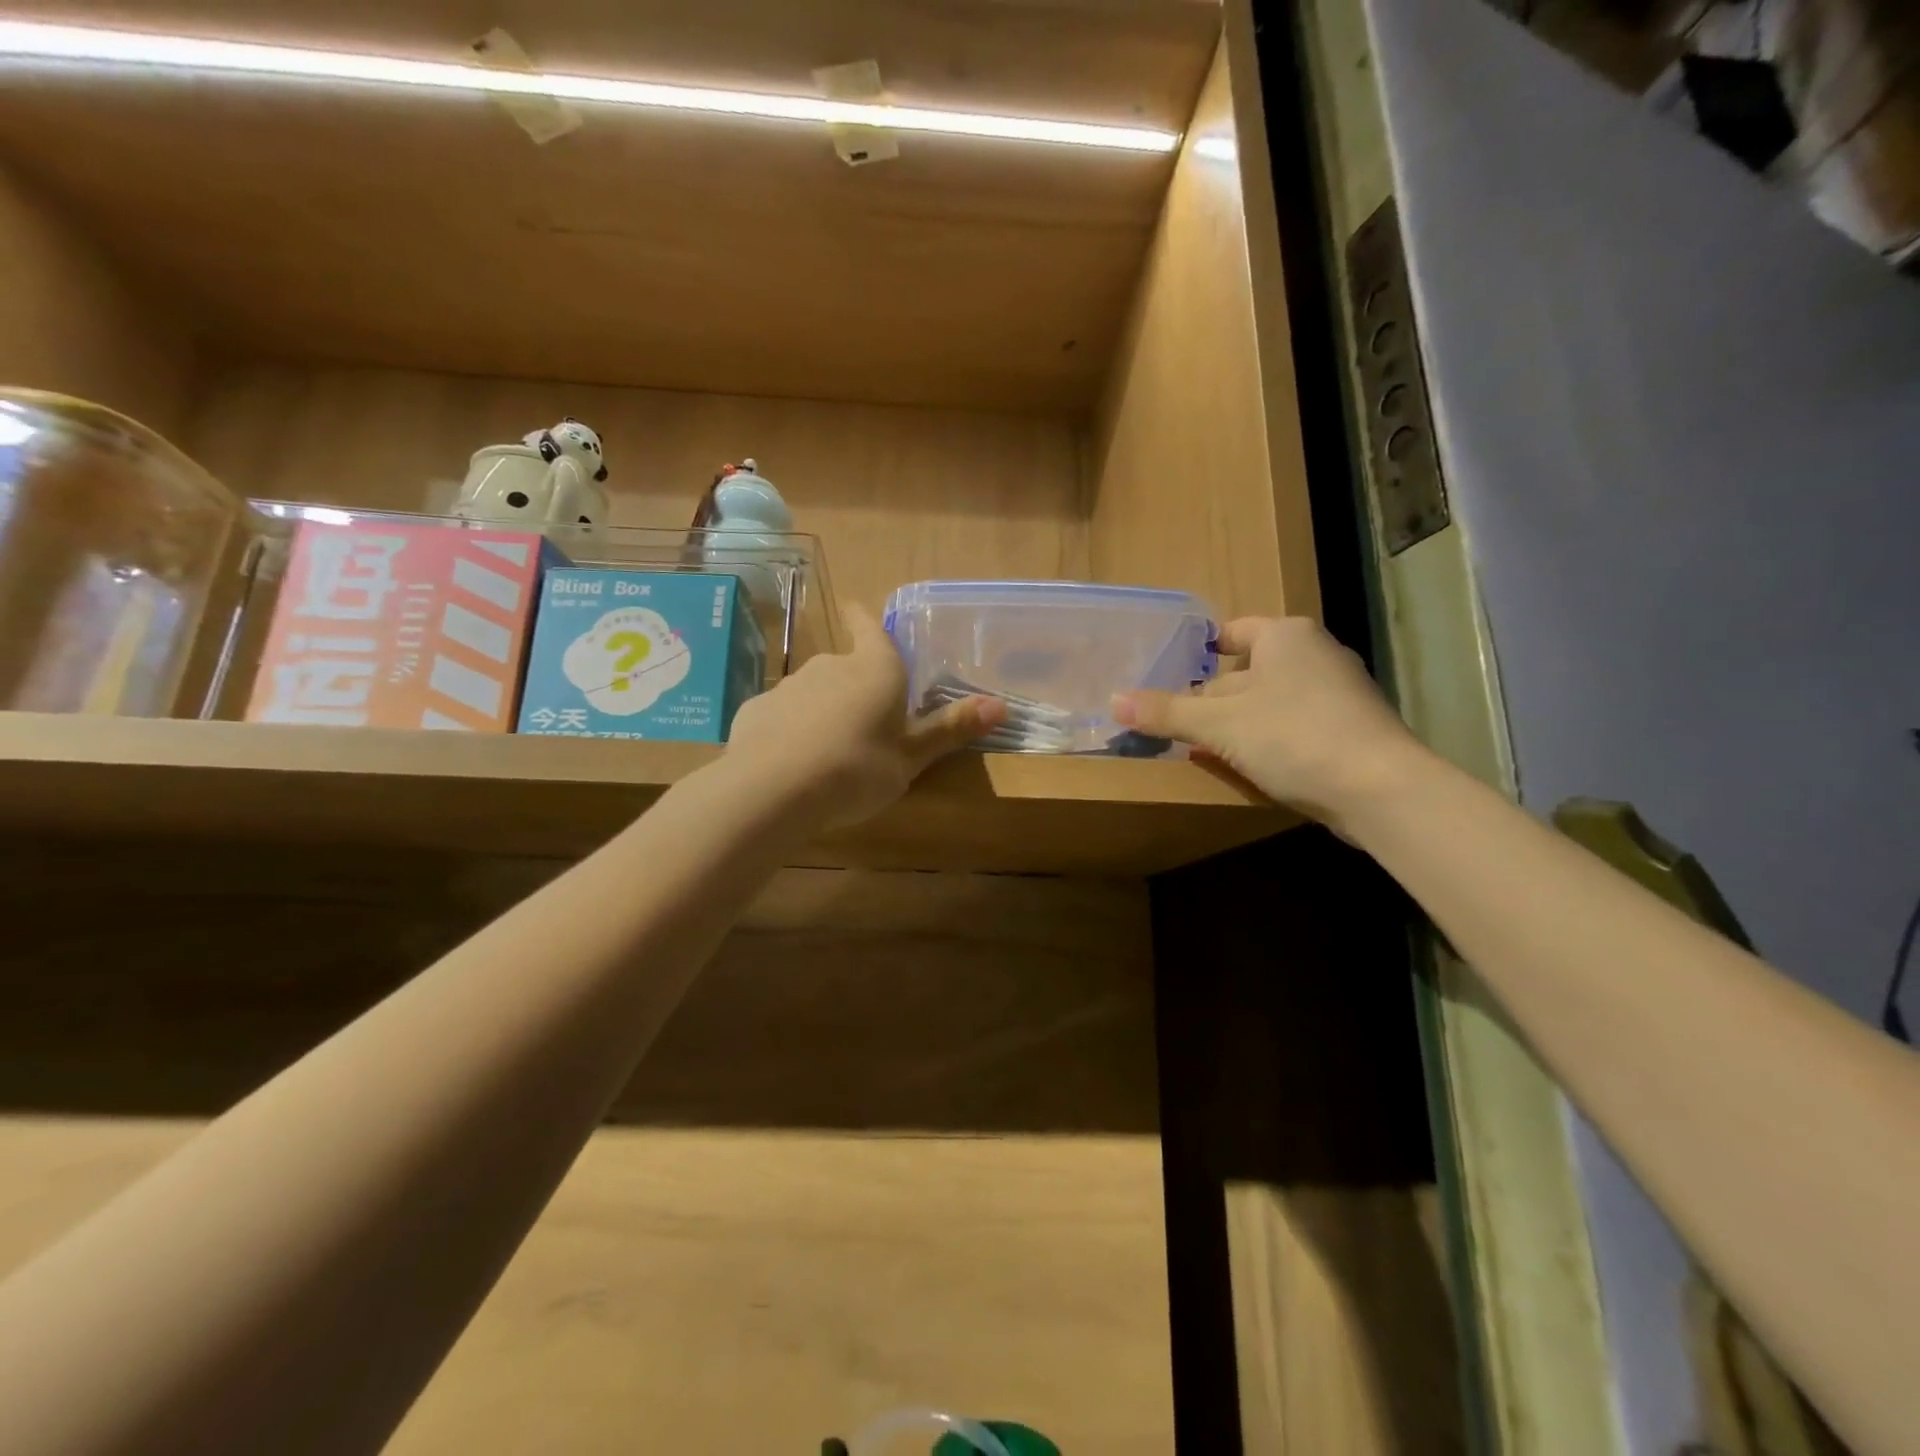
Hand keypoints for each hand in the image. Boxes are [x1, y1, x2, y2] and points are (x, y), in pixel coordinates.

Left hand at [727, 607, 1005, 828]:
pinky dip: (792, 730)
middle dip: (855, 683)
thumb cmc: (857, 769)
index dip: (865, 619)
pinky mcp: (757, 710)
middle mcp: (830, 666)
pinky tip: (793, 762)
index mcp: (875, 670)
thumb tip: (1001, 705)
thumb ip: (950, 730)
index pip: (871, 630)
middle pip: (846, 666)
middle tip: (867, 717)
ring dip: (824, 708)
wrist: (772, 790)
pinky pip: (784, 715)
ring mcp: (789, 686)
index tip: (854, 605)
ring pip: (814, 691)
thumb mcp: (911, 757)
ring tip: (832, 748)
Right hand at [1114, 617, 1427, 828]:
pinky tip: (1247, 765)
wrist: (1380, 789)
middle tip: (1175, 720)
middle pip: (1248, 669)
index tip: (1170, 674)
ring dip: (1238, 721)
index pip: (1232, 632)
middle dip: (1213, 696)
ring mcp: (1339, 692)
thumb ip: (1166, 712)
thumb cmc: (1293, 736)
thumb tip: (1113, 701)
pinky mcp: (1351, 728)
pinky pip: (1294, 725)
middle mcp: (1316, 653)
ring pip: (1271, 700)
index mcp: (1286, 635)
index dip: (1199, 651)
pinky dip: (1267, 739)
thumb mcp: (1218, 725)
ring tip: (1203, 747)